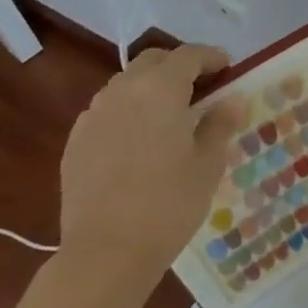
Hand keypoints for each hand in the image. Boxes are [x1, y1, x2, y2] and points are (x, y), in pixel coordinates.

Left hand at [59, 46, 243, 270]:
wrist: (106, 252)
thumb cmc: (169, 203)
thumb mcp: (208, 163)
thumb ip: (220, 123)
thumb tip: (231, 99)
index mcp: (160, 90)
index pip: (188, 56)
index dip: (211, 57)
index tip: (228, 68)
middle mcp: (122, 92)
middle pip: (152, 61)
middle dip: (178, 65)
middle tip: (202, 86)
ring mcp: (93, 115)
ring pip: (126, 84)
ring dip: (151, 87)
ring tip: (171, 114)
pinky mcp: (76, 141)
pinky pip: (107, 110)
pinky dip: (129, 111)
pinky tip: (140, 140)